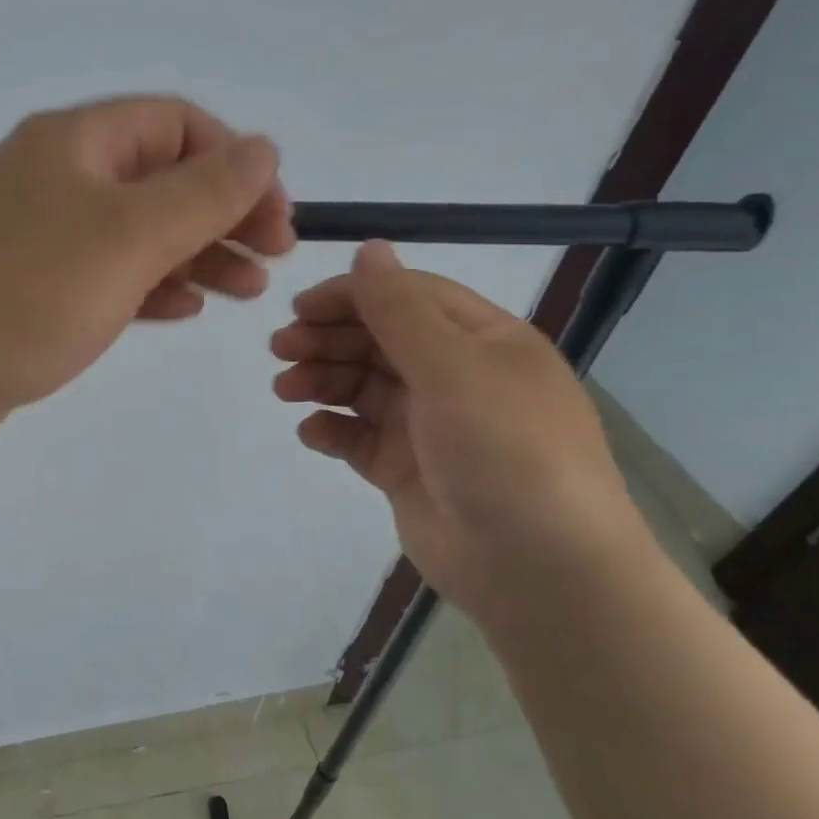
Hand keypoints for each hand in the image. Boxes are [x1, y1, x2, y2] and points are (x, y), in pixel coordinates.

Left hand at [0, 96, 294, 461]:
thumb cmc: (22, 295)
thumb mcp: (127, 237)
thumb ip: (202, 192)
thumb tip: (264, 147)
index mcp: (74, 143)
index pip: (176, 124)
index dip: (235, 162)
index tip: (277, 218)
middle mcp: (52, 179)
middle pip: (158, 179)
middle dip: (221, 215)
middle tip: (271, 261)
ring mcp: (34, 237)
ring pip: (132, 233)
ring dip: (193, 255)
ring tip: (243, 291)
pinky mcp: (24, 291)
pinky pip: (101, 276)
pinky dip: (147, 287)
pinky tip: (181, 309)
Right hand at [271, 242, 655, 621]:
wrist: (538, 570)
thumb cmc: (505, 453)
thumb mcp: (454, 370)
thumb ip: (401, 311)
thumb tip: (368, 248)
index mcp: (482, 341)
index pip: (408, 297)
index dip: (352, 296)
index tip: (299, 308)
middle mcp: (456, 376)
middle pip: (378, 340)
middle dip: (327, 339)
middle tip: (280, 350)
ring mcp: (428, 426)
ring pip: (361, 386)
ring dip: (321, 380)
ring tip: (285, 390)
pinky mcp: (405, 469)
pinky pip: (358, 437)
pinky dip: (332, 430)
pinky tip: (312, 433)